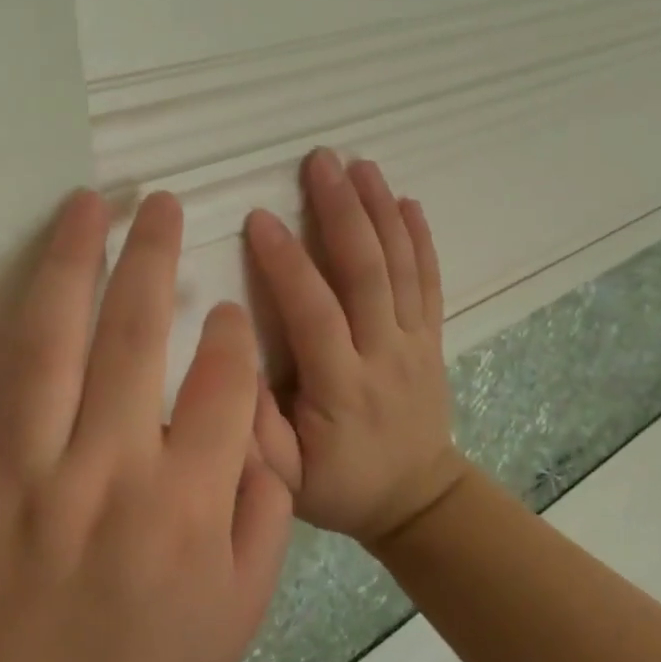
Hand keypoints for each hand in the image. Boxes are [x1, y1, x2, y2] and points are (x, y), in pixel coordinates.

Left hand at [0, 191, 291, 661]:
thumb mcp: (243, 609)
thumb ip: (264, 507)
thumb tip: (259, 420)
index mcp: (185, 504)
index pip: (224, 381)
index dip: (232, 330)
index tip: (228, 305)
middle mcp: (106, 473)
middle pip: (137, 337)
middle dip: (155, 257)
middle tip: (162, 203)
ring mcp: (21, 478)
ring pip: (47, 347)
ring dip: (68, 264)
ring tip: (86, 205)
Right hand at [245, 149, 468, 545]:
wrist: (417, 500)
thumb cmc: (339, 487)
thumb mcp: (282, 481)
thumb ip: (254, 430)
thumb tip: (229, 363)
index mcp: (341, 387)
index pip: (315, 313)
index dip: (288, 264)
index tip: (260, 218)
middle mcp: (383, 355)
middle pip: (366, 273)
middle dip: (342, 211)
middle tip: (319, 161)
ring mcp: (414, 343)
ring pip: (401, 267)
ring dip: (380, 211)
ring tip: (360, 165)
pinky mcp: (431, 338)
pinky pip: (429, 282)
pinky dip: (420, 239)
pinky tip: (407, 201)